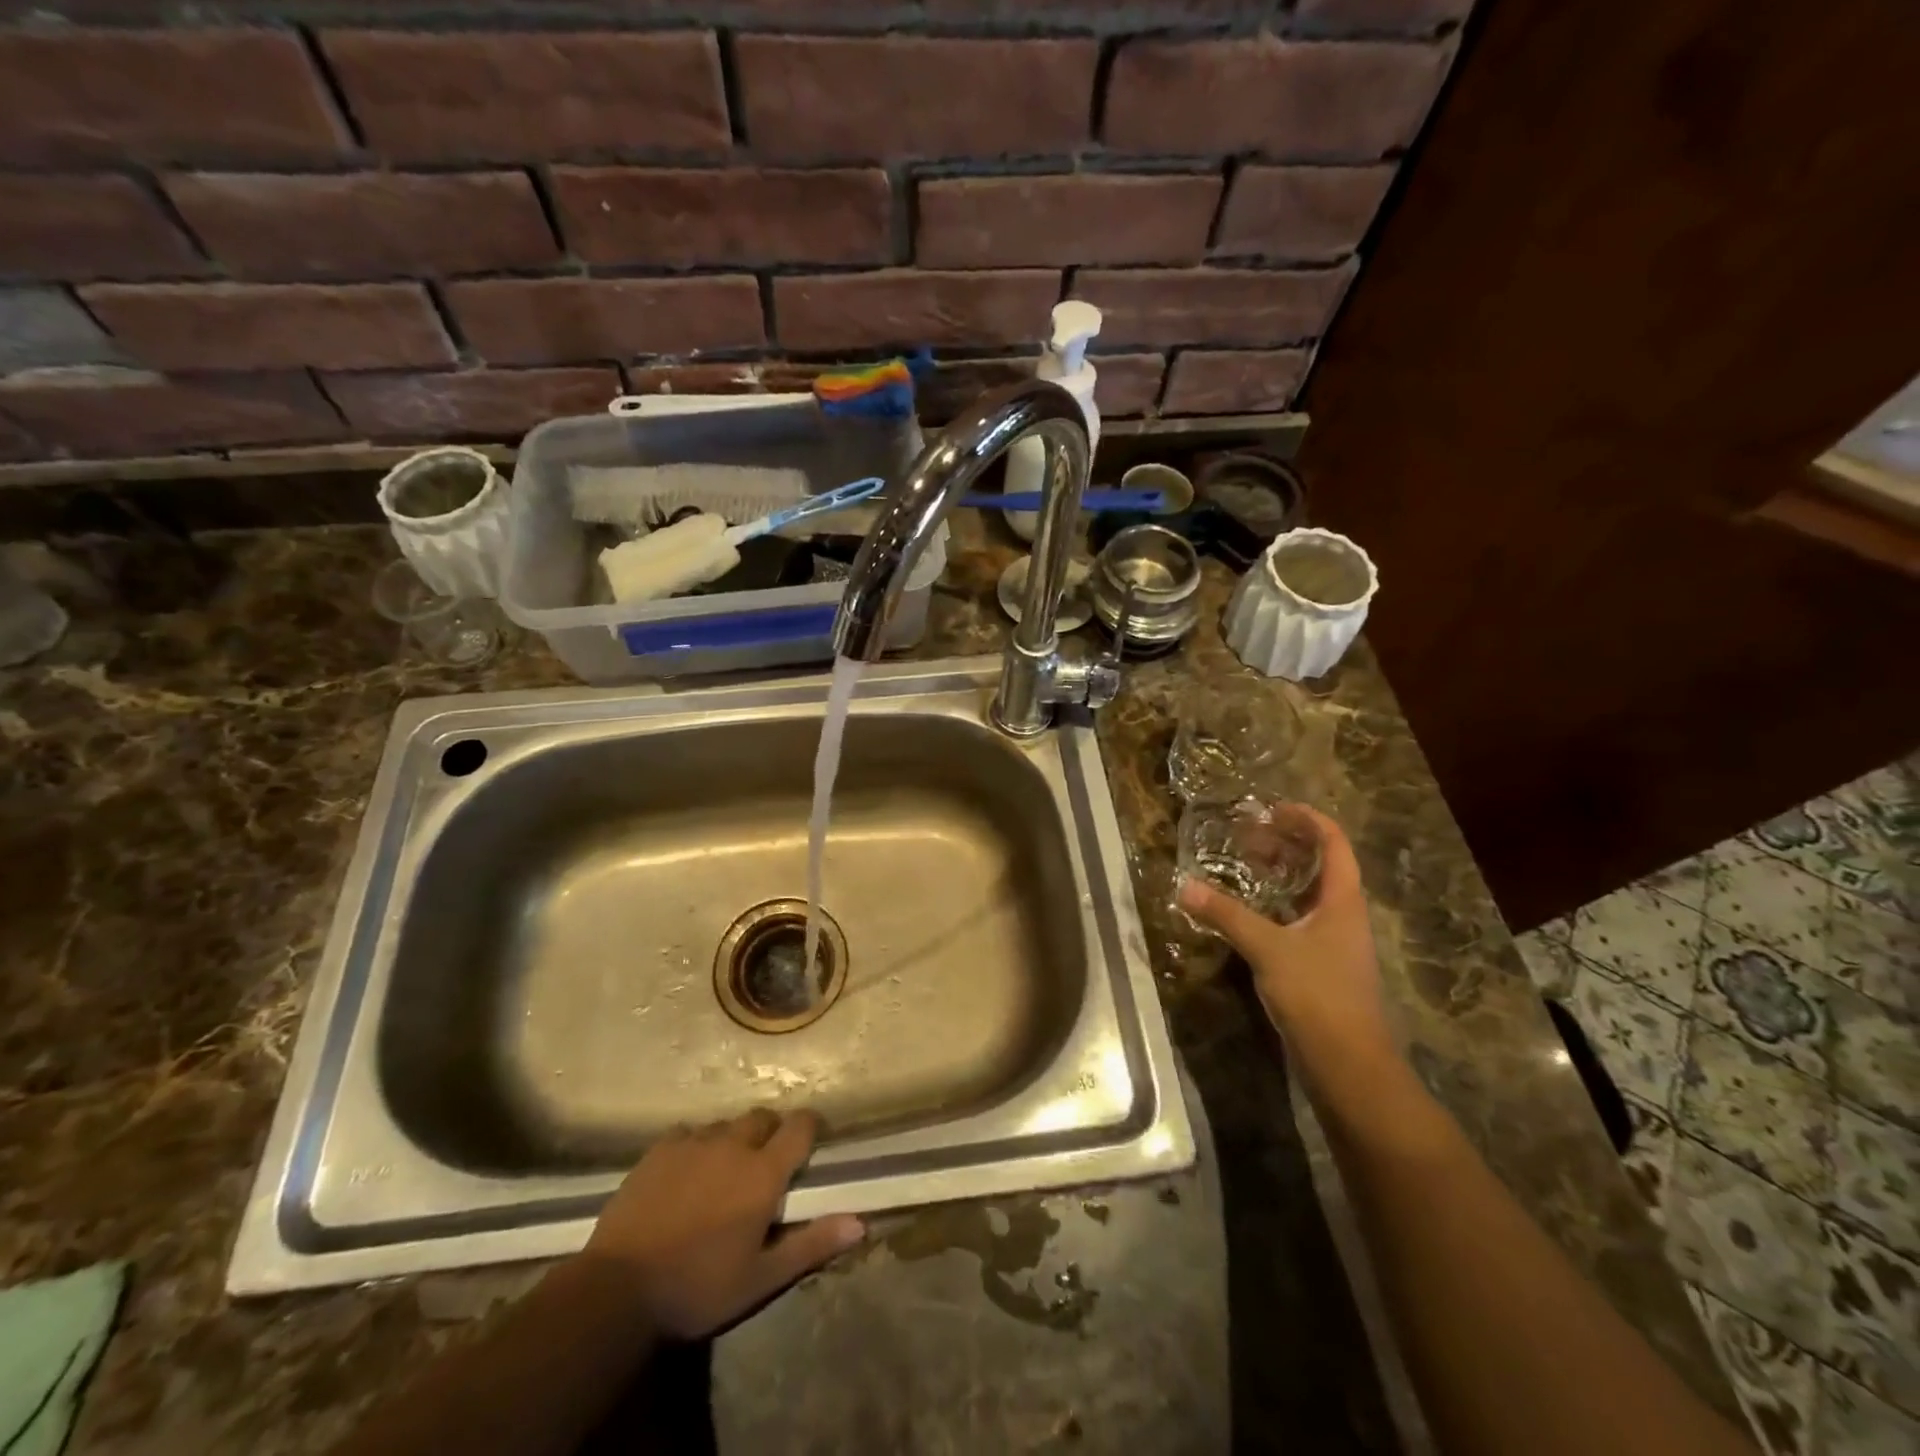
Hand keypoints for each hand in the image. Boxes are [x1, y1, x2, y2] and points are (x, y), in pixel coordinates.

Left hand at [581, 1109, 865, 1339]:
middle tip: (765, 1165)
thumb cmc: (697, 1288)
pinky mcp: (660, 1148)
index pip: (801, 1126)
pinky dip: (697, 1145)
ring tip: (724, 1171)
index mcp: (763, 1172)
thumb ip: (811, 1244)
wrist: (616, 1290)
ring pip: (726, 1124)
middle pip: (763, 1118)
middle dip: (771, 1133)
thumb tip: (861, 1224)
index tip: (811, 1142)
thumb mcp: (760, 1279)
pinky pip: (689, 1132)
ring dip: (734, 1139)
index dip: (810, 1128)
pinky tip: (687, 1171)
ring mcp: (694, 1142)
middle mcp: (734, 1144)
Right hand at [1177, 805, 1399, 1082]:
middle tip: (1247, 836)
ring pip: (1308, 894)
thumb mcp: (1268, 948)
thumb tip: (1184, 886)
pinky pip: (1298, 920)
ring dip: (1280, 876)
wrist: (1348, 1064)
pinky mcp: (1320, 966)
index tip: (1272, 809)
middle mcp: (1343, 915)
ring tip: (1243, 865)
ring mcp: (1333, 942)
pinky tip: (1246, 912)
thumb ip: (1226, 915)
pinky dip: (1274, 907)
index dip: (1307, 819)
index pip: (1334, 843)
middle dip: (1287, 845)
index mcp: (1342, 900)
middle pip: (1321, 865)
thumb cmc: (1318, 994)